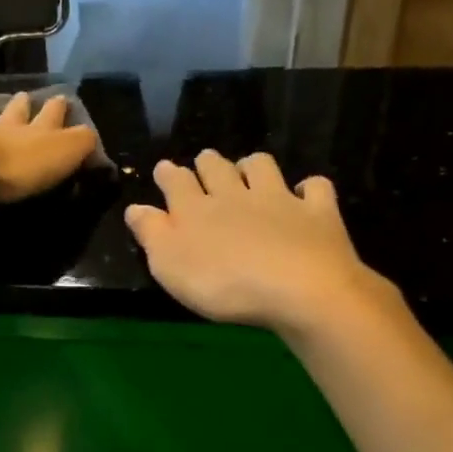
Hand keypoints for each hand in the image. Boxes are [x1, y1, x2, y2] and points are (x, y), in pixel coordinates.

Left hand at [0, 92, 99, 204]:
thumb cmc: (18, 166)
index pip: (53, 115)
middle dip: (23, 105)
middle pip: (16, 112)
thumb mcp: (63, 154)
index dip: (58, 108)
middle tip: (24, 96)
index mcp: (37, 130)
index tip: (62, 98)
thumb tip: (91, 135)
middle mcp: (5, 126)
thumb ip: (81, 144)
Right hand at [124, 150, 395, 333]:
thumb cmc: (223, 283)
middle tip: (204, 162)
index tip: (164, 169)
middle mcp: (235, 195)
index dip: (168, 174)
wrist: (298, 289)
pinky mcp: (317, 213)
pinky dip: (309, 188)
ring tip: (249, 170)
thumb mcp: (169, 265)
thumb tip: (136, 208)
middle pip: (217, 168)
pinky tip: (305, 193)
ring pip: (262, 167)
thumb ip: (151, 233)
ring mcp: (279, 200)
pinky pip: (314, 188)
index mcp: (195, 209)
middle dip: (208, 163)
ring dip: (252, 165)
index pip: (176, 181)